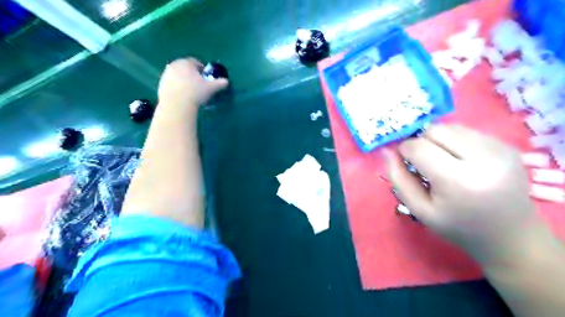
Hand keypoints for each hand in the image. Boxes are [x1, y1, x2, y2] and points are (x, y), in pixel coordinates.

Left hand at [156, 58, 226, 108]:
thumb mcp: (211, 88)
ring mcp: (166, 75)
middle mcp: (174, 65)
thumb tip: (226, 81)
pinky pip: (171, 84)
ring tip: (190, 91)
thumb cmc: (196, 92)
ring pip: (177, 76)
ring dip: (183, 80)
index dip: (201, 69)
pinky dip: (176, 88)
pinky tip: (182, 97)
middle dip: (191, 74)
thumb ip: (219, 83)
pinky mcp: (160, 85)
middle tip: (198, 84)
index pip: (195, 62)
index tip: (205, 77)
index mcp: (186, 63)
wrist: (177, 104)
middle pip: (184, 68)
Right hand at [385, 125, 537, 263]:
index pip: (419, 148)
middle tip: (423, 162)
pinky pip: (467, 131)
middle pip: (435, 131)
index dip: (404, 150)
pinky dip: (454, 140)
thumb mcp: (419, 209)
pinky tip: (459, 159)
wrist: (510, 236)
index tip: (403, 160)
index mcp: (459, 181)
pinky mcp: (508, 145)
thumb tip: (386, 150)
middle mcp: (483, 159)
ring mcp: (500, 149)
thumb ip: (398, 178)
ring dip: (438, 140)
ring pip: (451, 127)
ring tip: (442, 161)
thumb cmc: (457, 226)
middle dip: (421, 142)